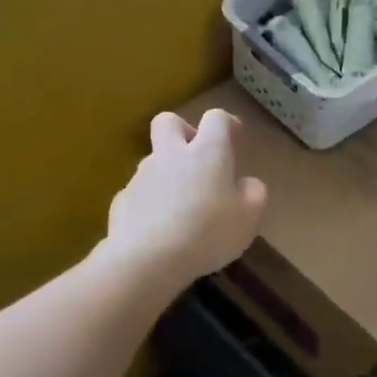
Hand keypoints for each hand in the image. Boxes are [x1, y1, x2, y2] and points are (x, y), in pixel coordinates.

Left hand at [105, 110, 267, 285]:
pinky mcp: (122, 200)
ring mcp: (142, 176)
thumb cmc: (207, 233)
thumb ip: (254, 193)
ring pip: (154, 161)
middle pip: (169, 122)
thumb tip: (247, 183)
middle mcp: (171, 155)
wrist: (146, 258)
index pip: (217, 118)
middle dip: (184, 132)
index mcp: (207, 152)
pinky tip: (160, 231)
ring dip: (168, 175)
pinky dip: (151, 204)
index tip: (235, 144)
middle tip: (198, 160)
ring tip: (183, 210)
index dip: (227, 126)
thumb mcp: (249, 217)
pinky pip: (140, 194)